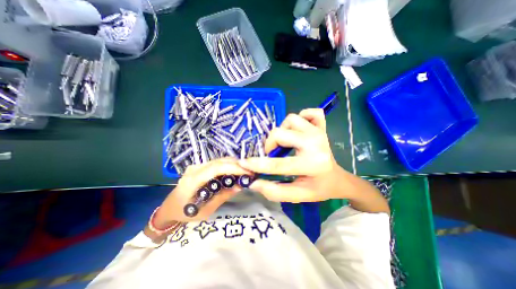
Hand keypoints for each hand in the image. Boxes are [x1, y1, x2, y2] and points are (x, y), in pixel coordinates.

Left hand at [152, 158, 251, 225]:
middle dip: (237, 165)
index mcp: (193, 180)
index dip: (234, 168)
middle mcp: (194, 169)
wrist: (168, 209)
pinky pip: (216, 163)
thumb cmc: (184, 214)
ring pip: (219, 160)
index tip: (248, 173)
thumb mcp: (205, 210)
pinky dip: (227, 166)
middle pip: (219, 161)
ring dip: (233, 164)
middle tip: (249, 172)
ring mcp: (196, 166)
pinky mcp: (199, 167)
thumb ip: (222, 196)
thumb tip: (240, 186)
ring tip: (244, 172)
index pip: (216, 168)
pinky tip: (234, 172)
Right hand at [238, 109, 345, 202]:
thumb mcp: (297, 195)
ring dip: (283, 130)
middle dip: (270, 144)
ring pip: (290, 119)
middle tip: (271, 154)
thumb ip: (274, 191)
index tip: (243, 162)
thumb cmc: (318, 188)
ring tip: (285, 142)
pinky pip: (310, 112)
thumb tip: (253, 182)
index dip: (256, 164)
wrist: (337, 179)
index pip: (277, 164)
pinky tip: (299, 130)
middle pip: (280, 133)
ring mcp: (319, 132)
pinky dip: (302, 117)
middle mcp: (315, 143)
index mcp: (311, 164)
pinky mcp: (322, 126)